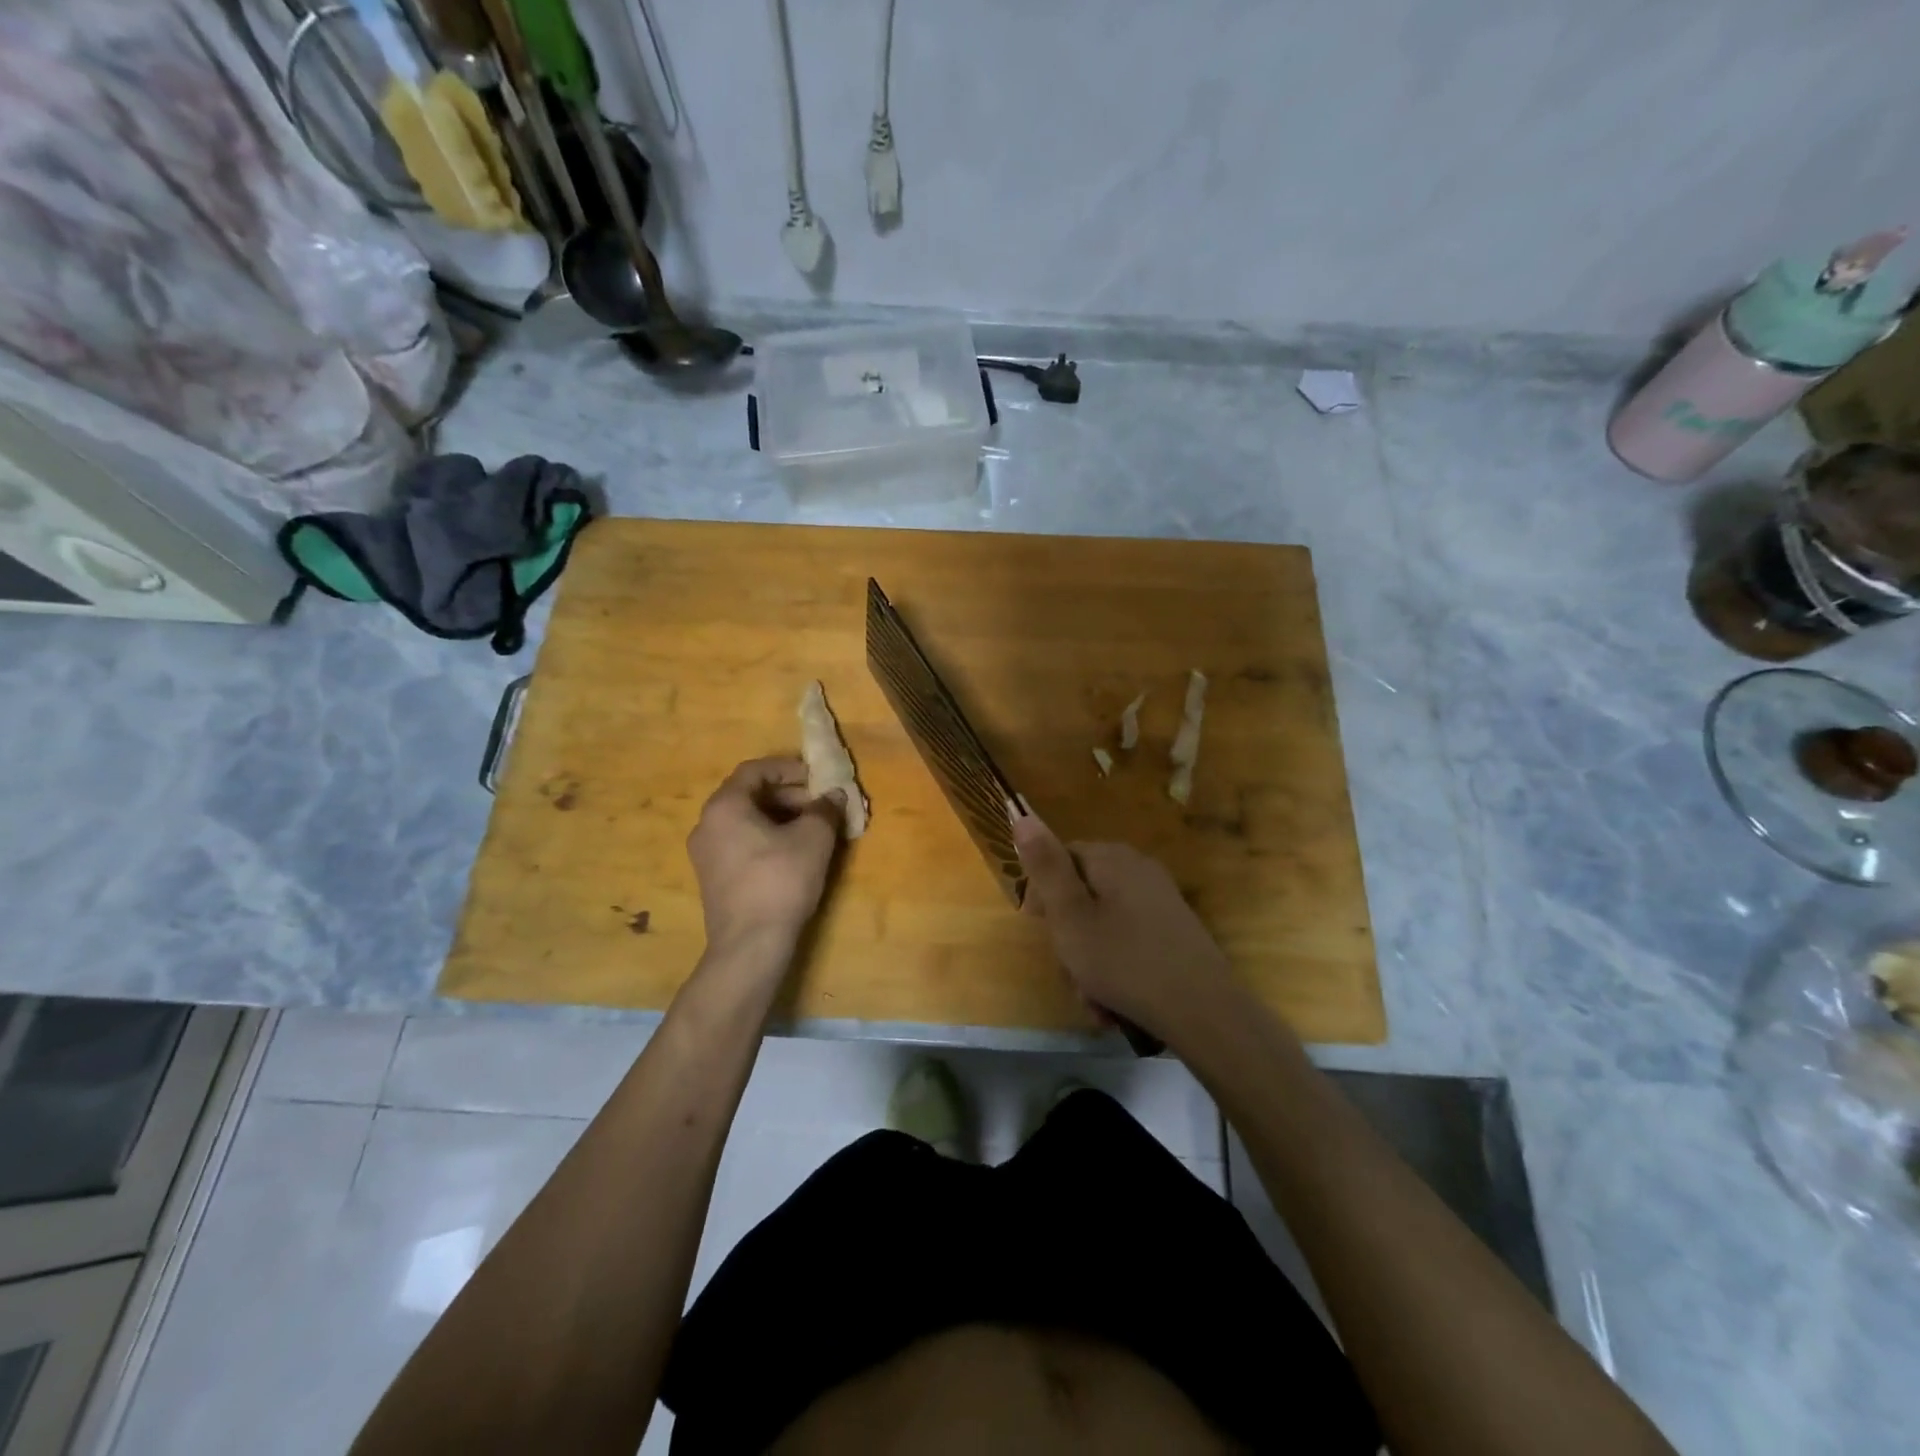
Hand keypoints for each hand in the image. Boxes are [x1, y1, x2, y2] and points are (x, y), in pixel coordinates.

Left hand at [687, 758, 844, 954]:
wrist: (749, 945)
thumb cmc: (781, 880)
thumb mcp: (814, 838)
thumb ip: (825, 809)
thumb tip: (834, 795)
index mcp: (724, 806)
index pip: (755, 770)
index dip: (788, 768)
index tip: (816, 778)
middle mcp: (706, 824)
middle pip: (748, 794)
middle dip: (787, 795)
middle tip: (819, 805)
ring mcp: (705, 853)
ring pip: (744, 820)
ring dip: (779, 817)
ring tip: (811, 829)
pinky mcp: (712, 878)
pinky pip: (739, 843)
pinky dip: (766, 838)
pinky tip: (793, 853)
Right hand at [1014, 814, 1240, 1044]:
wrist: (1203, 1011)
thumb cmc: (1124, 962)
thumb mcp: (1070, 916)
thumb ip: (1045, 867)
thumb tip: (1022, 815)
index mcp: (1112, 858)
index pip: (1059, 857)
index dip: (1041, 892)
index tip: (1037, 927)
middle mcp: (1138, 869)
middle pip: (1081, 892)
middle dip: (1068, 935)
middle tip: (1068, 969)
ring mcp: (1160, 899)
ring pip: (1102, 922)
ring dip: (1088, 959)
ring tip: (1091, 996)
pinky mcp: (1173, 929)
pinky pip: (1127, 938)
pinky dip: (1114, 965)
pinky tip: (1113, 1001)